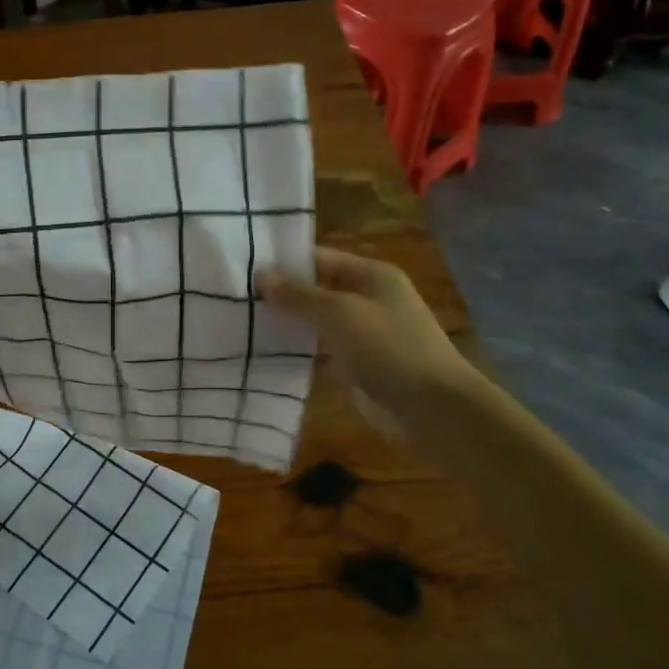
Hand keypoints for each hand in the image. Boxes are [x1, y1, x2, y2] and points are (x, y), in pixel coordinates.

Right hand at [259, 248, 479, 433]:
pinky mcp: (357, 366)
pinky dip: (298, 354)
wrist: (434, 409)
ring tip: (240, 326)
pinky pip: (320, 353)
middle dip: (281, 295)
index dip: (284, 263)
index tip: (242, 270)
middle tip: (234, 300)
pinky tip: (263, 356)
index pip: (319, 258)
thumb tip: (260, 275)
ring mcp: (363, 335)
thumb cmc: (389, 349)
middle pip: (316, 290)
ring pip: (316, 324)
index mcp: (371, 275)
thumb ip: (299, 295)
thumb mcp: (340, 314)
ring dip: (286, 326)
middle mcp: (368, 299)